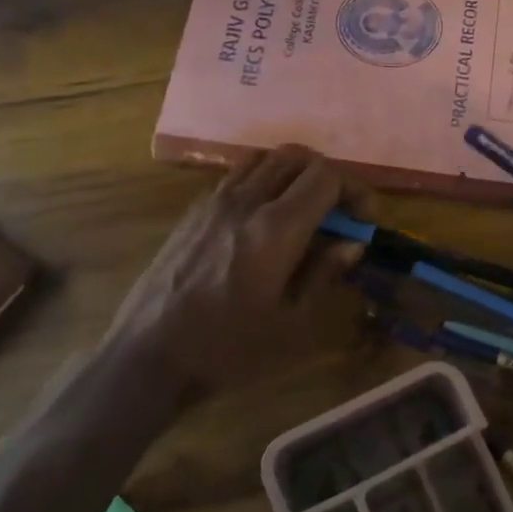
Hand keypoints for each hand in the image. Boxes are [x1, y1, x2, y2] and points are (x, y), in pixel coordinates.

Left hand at [100, 146, 371, 398]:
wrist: (149, 355)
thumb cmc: (227, 348)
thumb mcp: (290, 322)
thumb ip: (324, 273)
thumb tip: (352, 243)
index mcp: (276, 228)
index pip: (326, 175)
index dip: (355, 190)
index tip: (362, 221)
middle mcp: (246, 201)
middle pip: (297, 156)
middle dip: (328, 177)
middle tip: (338, 213)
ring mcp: (215, 201)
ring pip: (265, 158)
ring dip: (294, 174)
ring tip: (303, 210)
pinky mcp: (195, 211)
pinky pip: (238, 175)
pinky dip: (264, 181)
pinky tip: (264, 219)